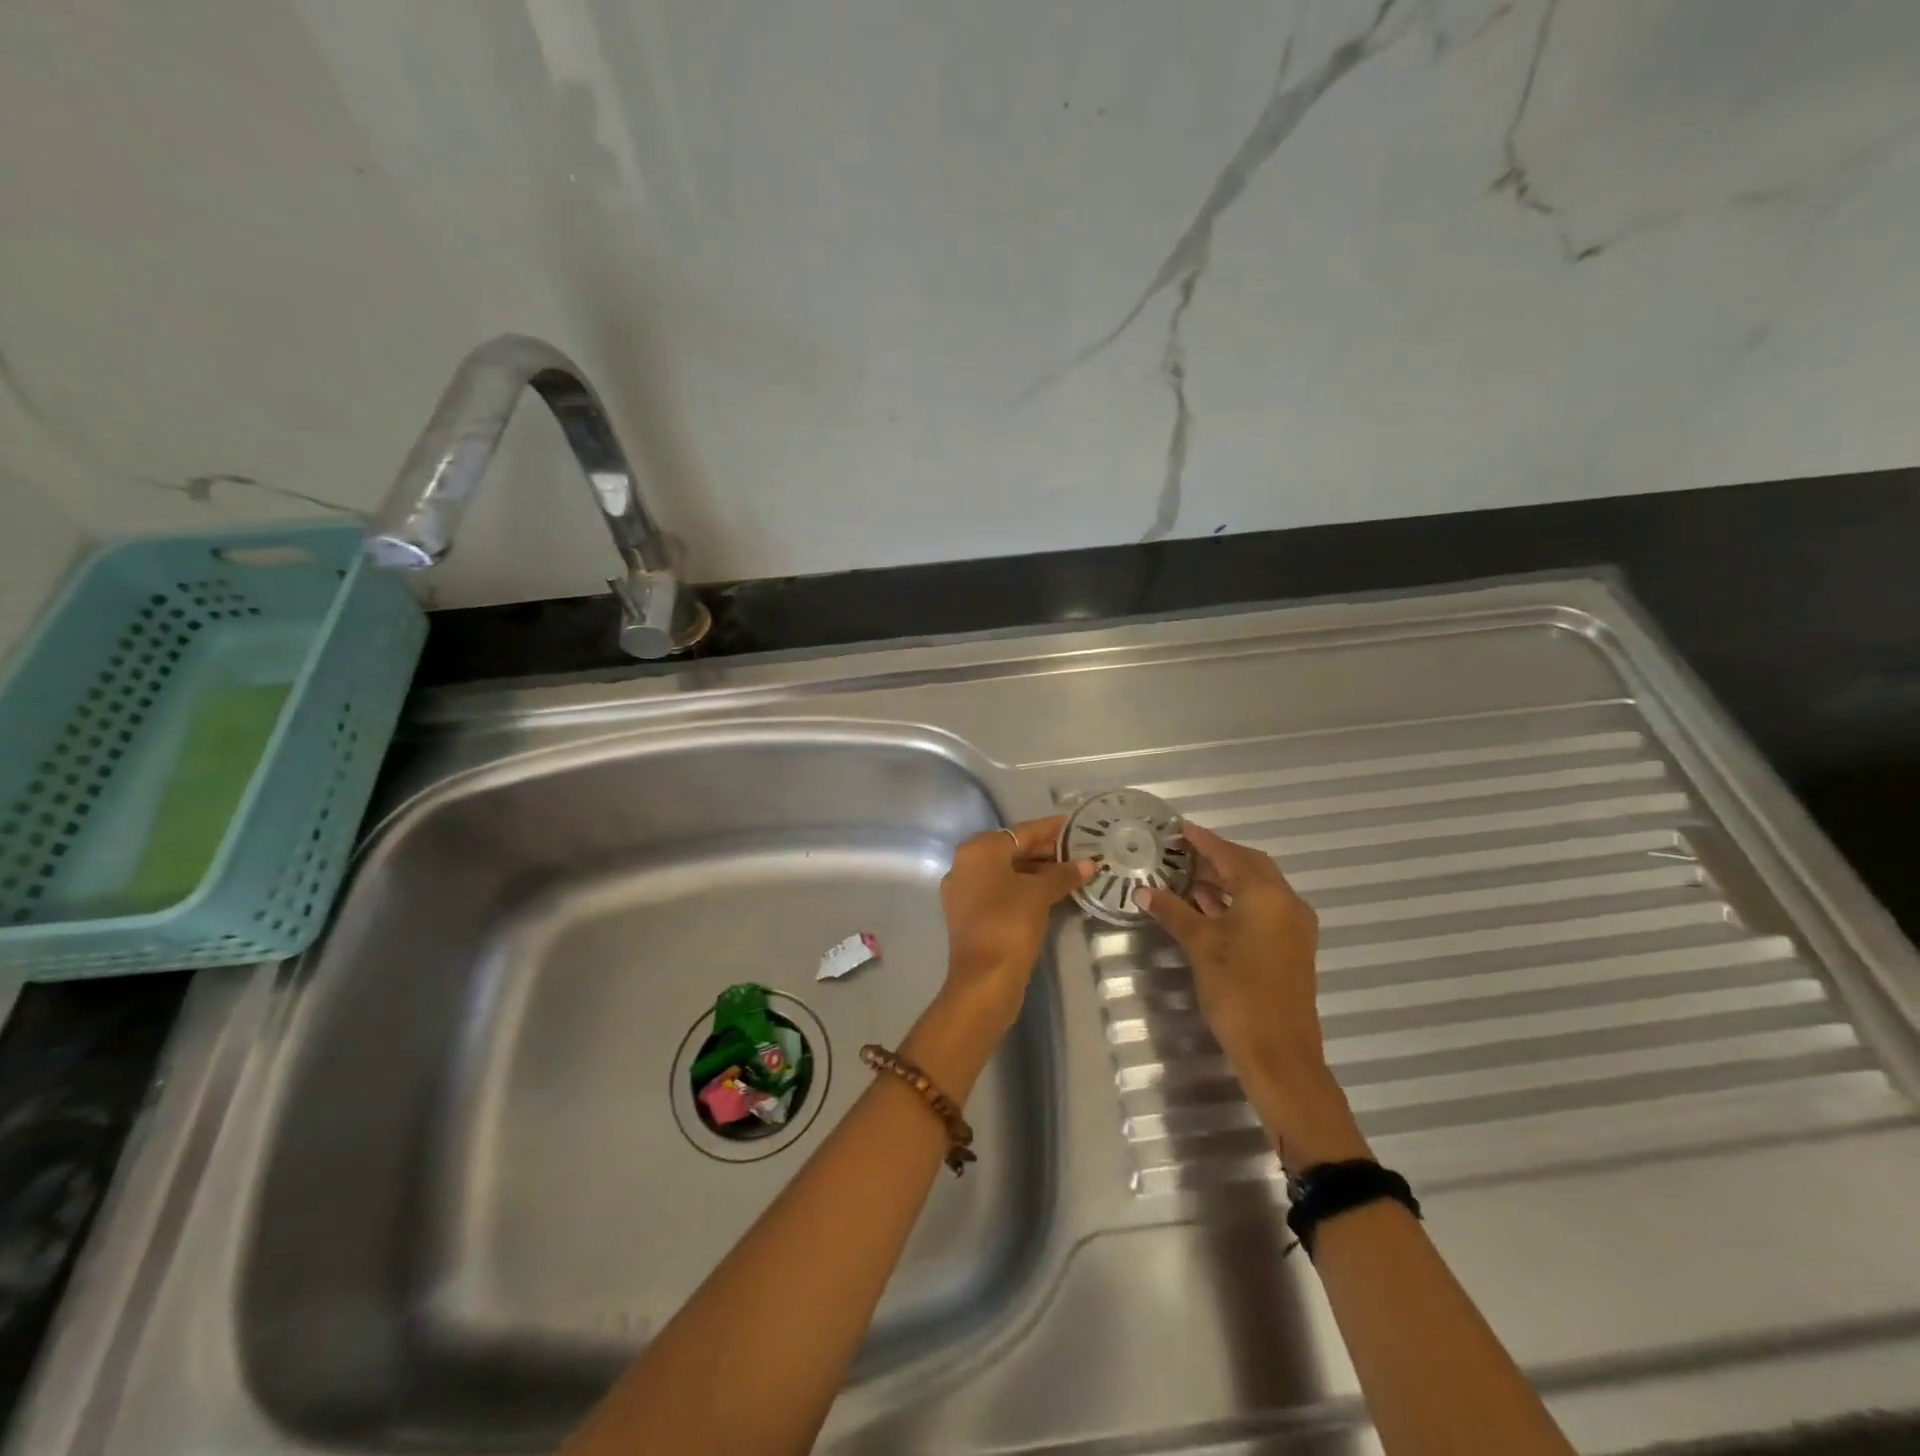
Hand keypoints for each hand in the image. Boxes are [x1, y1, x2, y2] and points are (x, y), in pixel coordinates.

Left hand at [938, 816, 1094, 1031]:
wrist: (984, 978)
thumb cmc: (1010, 923)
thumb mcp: (1040, 893)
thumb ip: (1064, 874)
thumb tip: (1088, 863)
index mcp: (979, 849)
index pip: (1022, 831)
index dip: (1051, 829)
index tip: (1076, 824)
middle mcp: (965, 864)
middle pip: (1013, 849)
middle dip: (1046, 851)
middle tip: (1080, 851)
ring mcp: (964, 890)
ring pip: (1007, 871)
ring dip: (1038, 871)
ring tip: (1072, 871)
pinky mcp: (970, 914)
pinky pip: (1001, 890)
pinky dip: (1024, 888)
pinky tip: (1052, 892)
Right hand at [1137, 824, 1364, 1168]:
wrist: (1279, 1053)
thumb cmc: (1238, 991)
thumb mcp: (1200, 946)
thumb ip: (1174, 912)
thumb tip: (1144, 891)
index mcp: (1268, 895)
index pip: (1231, 856)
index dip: (1203, 841)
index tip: (1180, 829)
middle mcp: (1287, 903)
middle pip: (1250, 867)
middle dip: (1216, 859)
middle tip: (1181, 854)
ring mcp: (1294, 926)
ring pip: (1257, 889)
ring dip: (1226, 881)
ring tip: (1187, 878)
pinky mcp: (1292, 946)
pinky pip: (1263, 909)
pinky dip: (1236, 901)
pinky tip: (1208, 907)